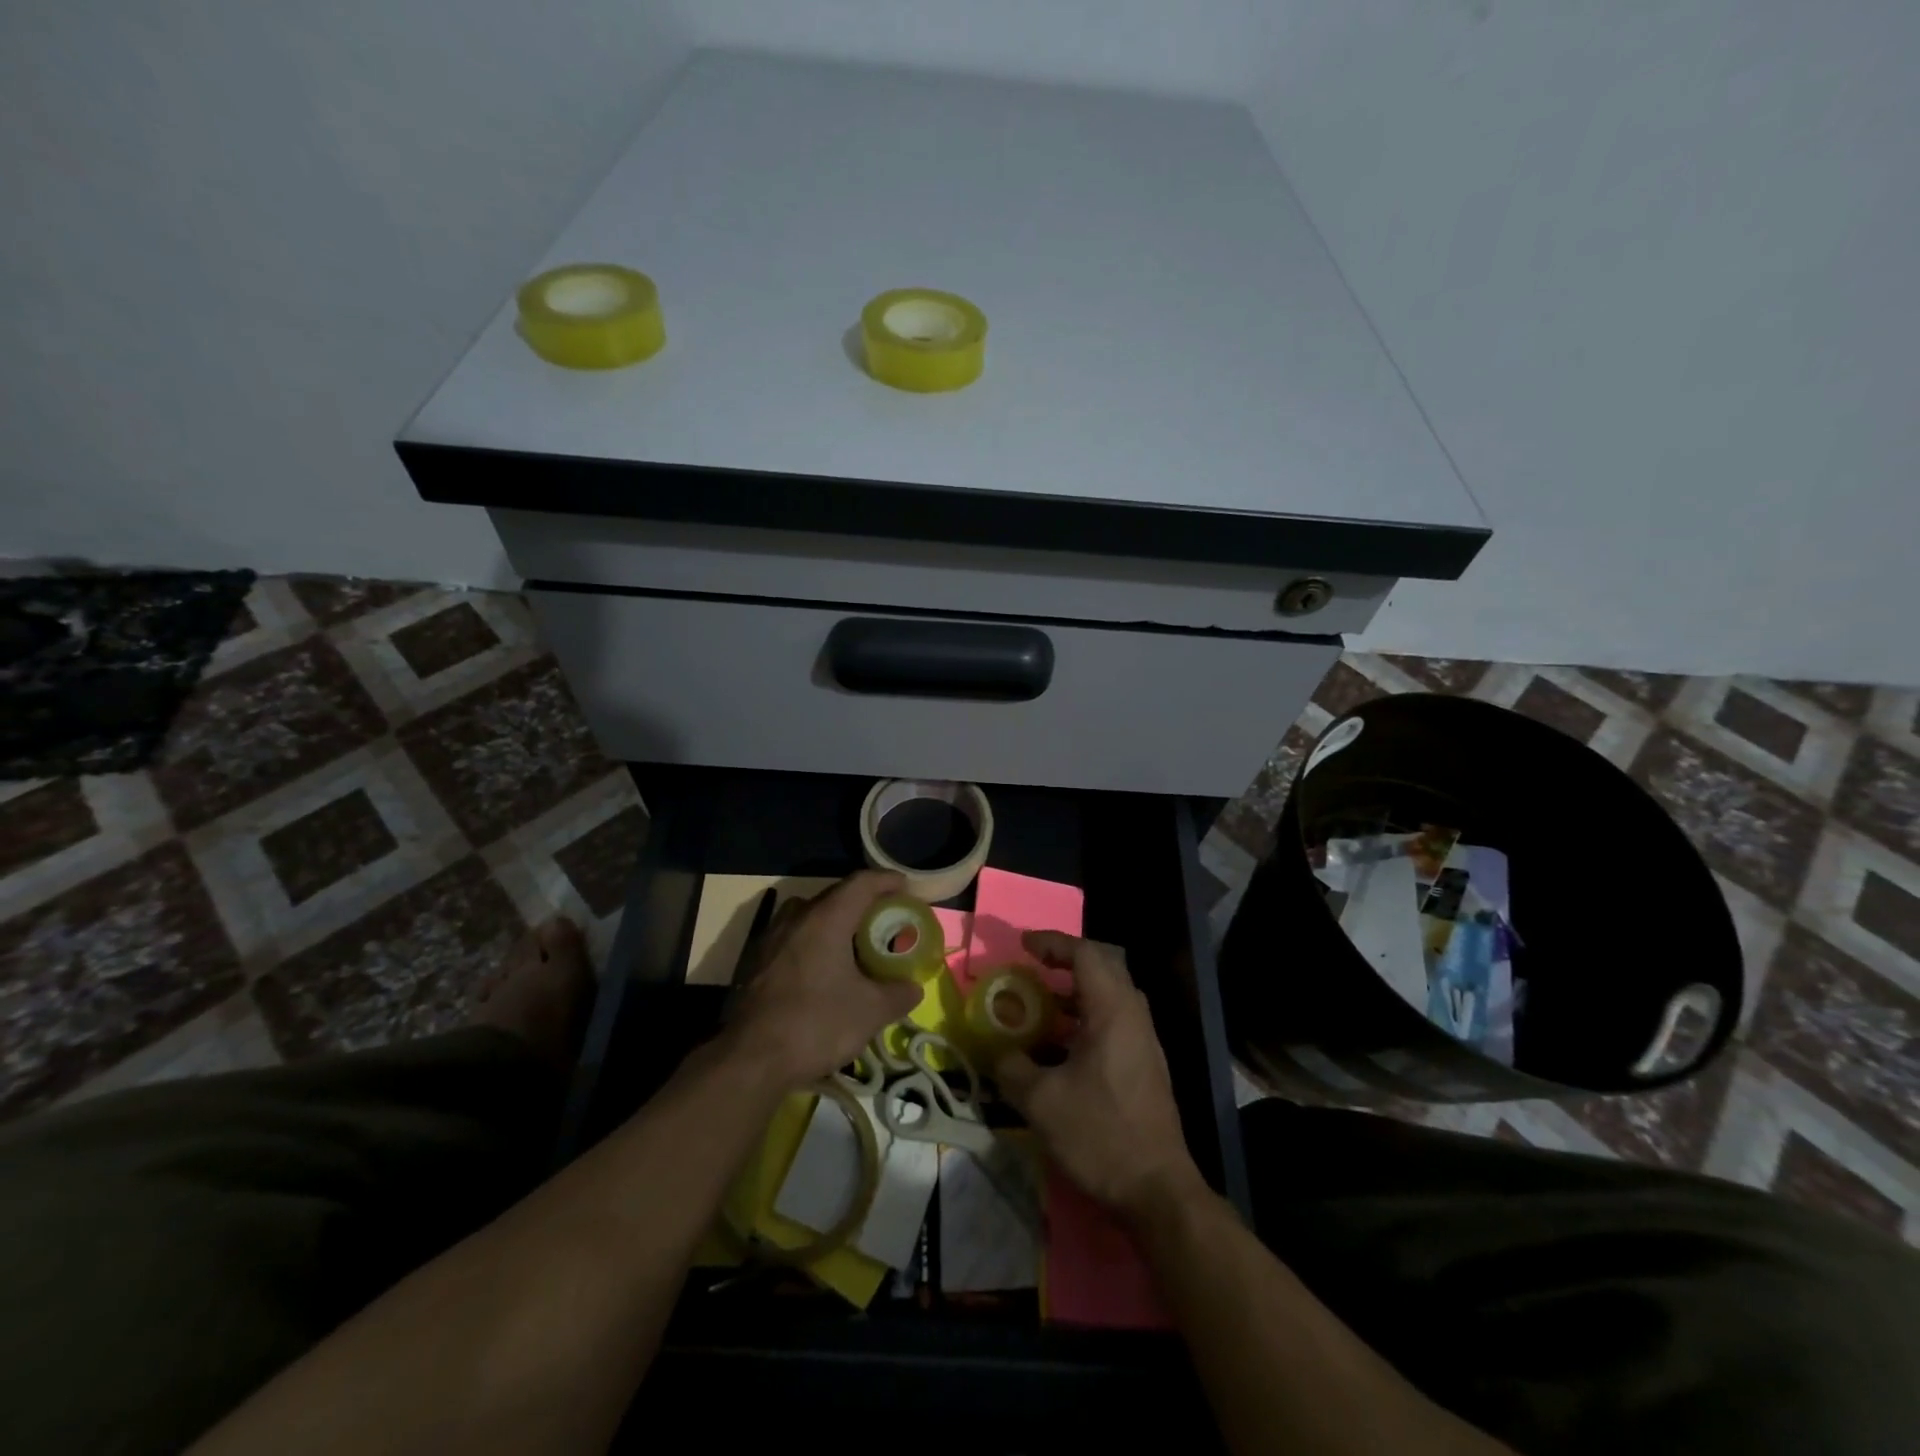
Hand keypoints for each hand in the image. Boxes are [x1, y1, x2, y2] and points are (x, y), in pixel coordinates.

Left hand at [725, 871, 922, 1088]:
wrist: (749, 1060)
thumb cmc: (815, 1024)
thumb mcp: (870, 1012)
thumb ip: (898, 994)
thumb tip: (913, 987)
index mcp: (826, 918)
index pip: (861, 882)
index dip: (887, 880)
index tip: (906, 888)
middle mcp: (796, 917)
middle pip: (835, 896)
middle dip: (863, 903)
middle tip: (885, 920)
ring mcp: (770, 937)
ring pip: (810, 916)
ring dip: (835, 923)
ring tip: (854, 944)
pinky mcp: (755, 961)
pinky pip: (793, 938)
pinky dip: (813, 943)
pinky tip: (822, 970)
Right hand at [994, 931, 1204, 1220]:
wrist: (1157, 1190)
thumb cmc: (1100, 1134)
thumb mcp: (1042, 1102)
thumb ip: (1012, 1068)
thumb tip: (998, 1052)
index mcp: (1112, 1011)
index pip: (1085, 953)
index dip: (1053, 943)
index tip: (1023, 945)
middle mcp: (1133, 1015)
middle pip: (1103, 965)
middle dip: (1067, 959)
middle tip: (1034, 966)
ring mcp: (1143, 1040)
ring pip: (1111, 994)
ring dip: (1077, 989)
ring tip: (1042, 1002)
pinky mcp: (1145, 1064)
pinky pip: (1114, 1019)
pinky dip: (1086, 1015)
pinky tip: (1061, 1043)